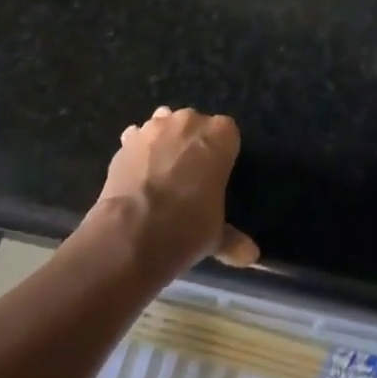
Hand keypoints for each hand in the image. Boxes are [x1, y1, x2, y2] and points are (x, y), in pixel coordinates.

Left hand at [81, 106, 260, 279]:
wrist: (132, 234)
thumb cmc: (188, 226)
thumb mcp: (216, 235)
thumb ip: (233, 239)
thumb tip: (251, 256)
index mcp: (221, 135)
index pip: (228, 134)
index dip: (221, 153)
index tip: (216, 174)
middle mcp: (189, 122)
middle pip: (195, 125)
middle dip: (192, 144)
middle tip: (189, 176)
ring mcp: (153, 128)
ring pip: (163, 125)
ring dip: (164, 142)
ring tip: (161, 173)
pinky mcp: (125, 142)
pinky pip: (136, 139)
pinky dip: (138, 152)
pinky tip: (137, 175)